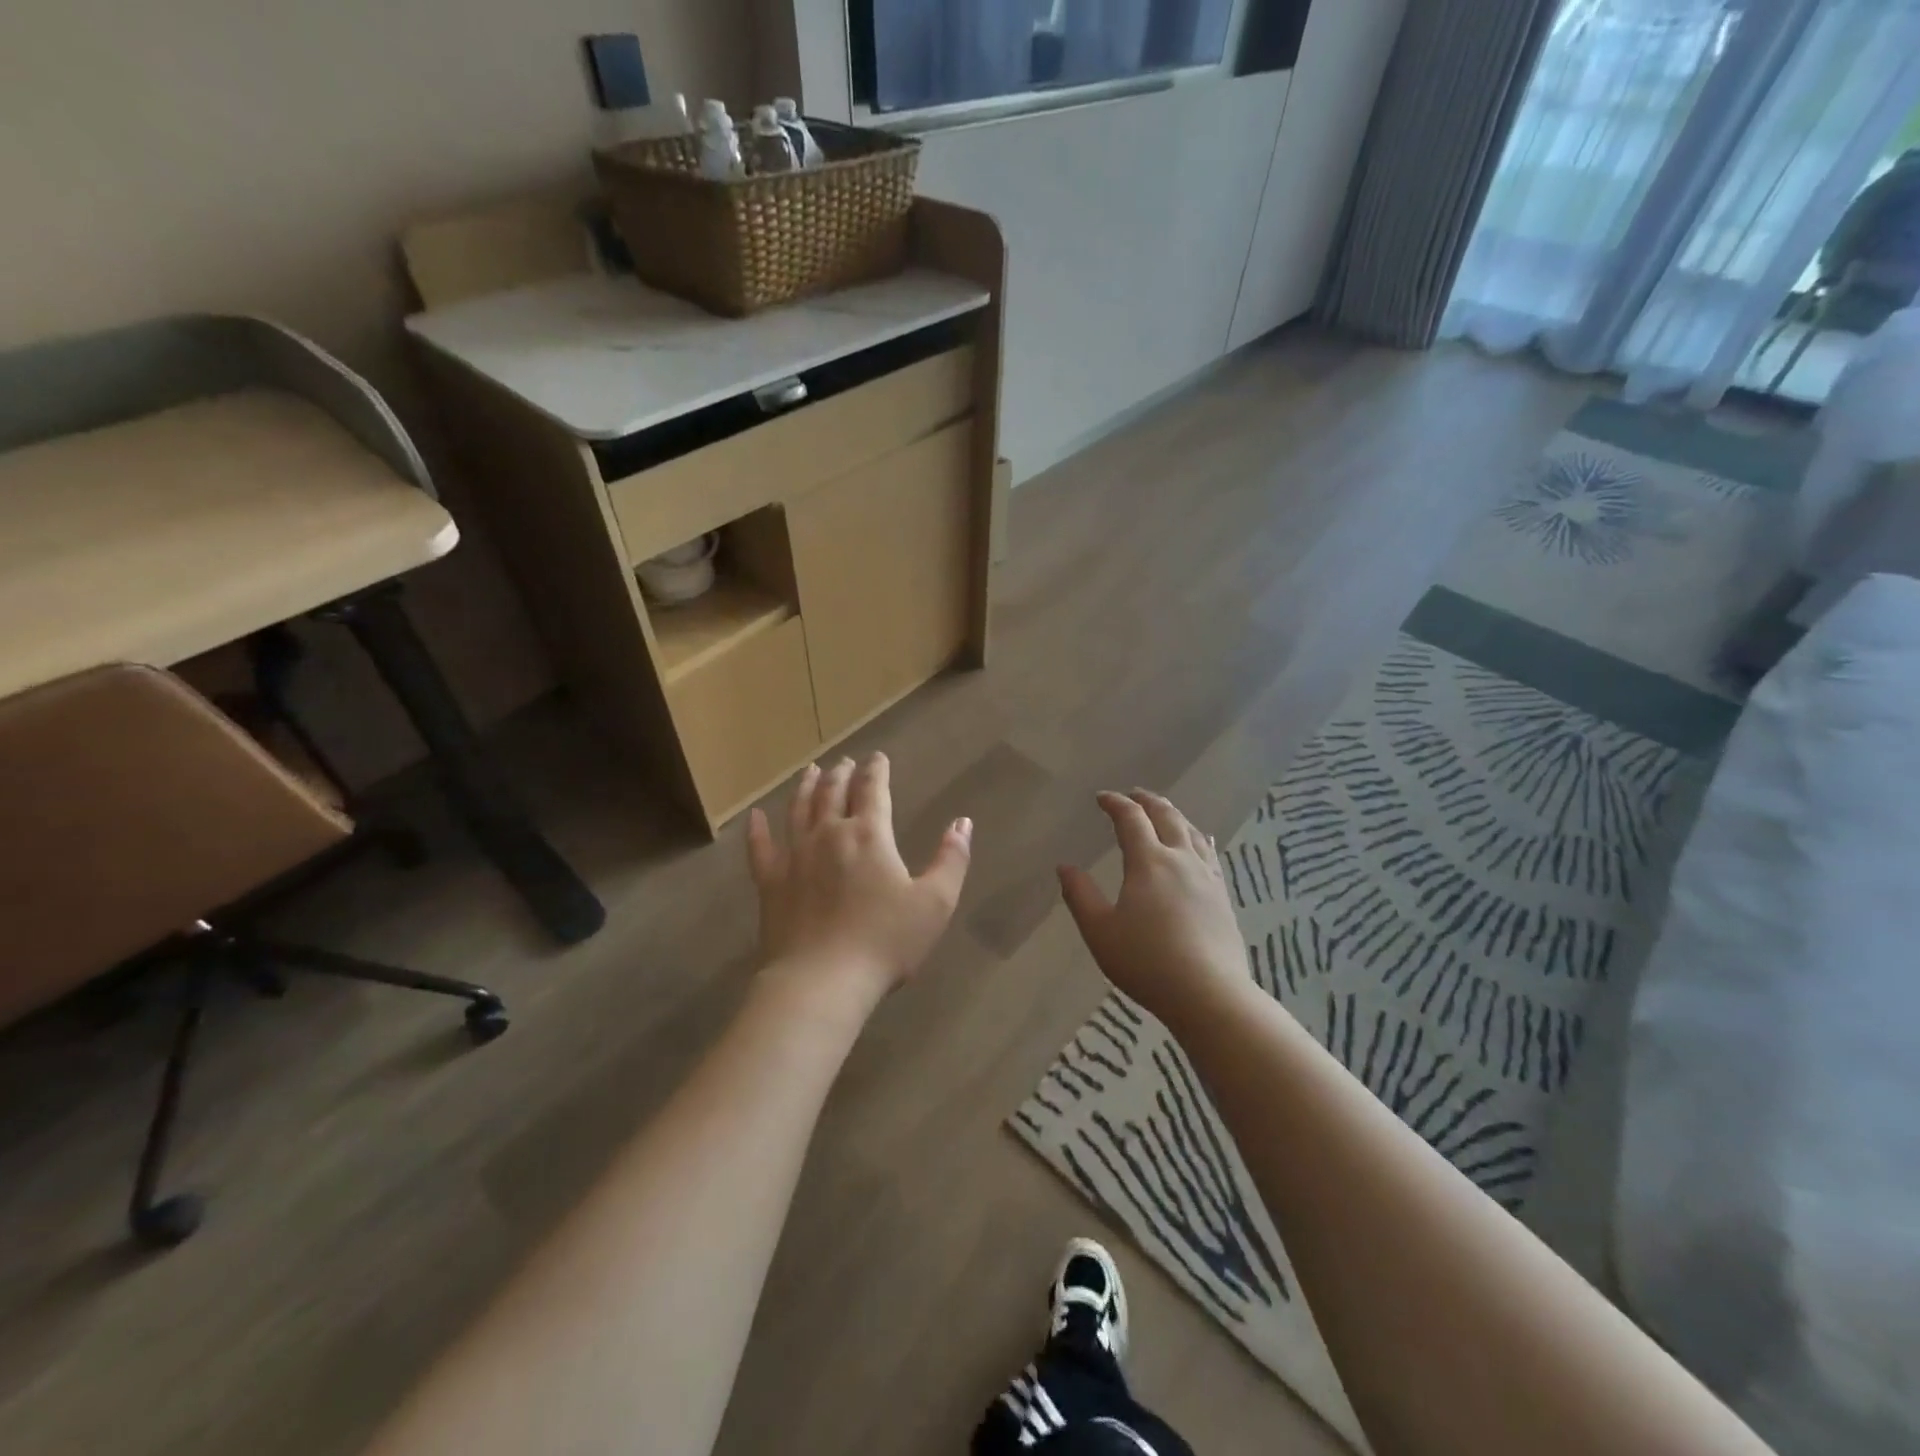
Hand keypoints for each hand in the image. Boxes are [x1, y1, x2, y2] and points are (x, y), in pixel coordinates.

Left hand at [747, 754, 971, 1004]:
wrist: (821, 981)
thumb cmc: (885, 942)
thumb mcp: (935, 903)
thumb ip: (951, 859)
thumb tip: (962, 822)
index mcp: (869, 835)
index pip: (873, 790)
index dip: (876, 770)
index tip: (877, 757)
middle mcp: (829, 834)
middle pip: (833, 792)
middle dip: (841, 773)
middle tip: (844, 762)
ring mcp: (794, 856)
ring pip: (798, 810)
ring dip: (805, 787)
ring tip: (810, 771)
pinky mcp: (770, 882)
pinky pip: (760, 847)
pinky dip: (757, 829)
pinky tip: (755, 816)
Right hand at [1059, 791, 1249, 1028]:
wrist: (1209, 994)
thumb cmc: (1147, 962)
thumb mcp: (1100, 931)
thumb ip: (1080, 896)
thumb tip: (1065, 867)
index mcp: (1148, 862)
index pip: (1131, 819)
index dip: (1115, 803)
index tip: (1102, 798)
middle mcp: (1180, 860)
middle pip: (1166, 816)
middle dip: (1147, 801)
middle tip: (1133, 795)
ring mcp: (1207, 876)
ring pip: (1192, 831)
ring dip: (1174, 815)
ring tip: (1163, 812)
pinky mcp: (1223, 896)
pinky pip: (1210, 853)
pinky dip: (1199, 837)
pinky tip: (1202, 841)